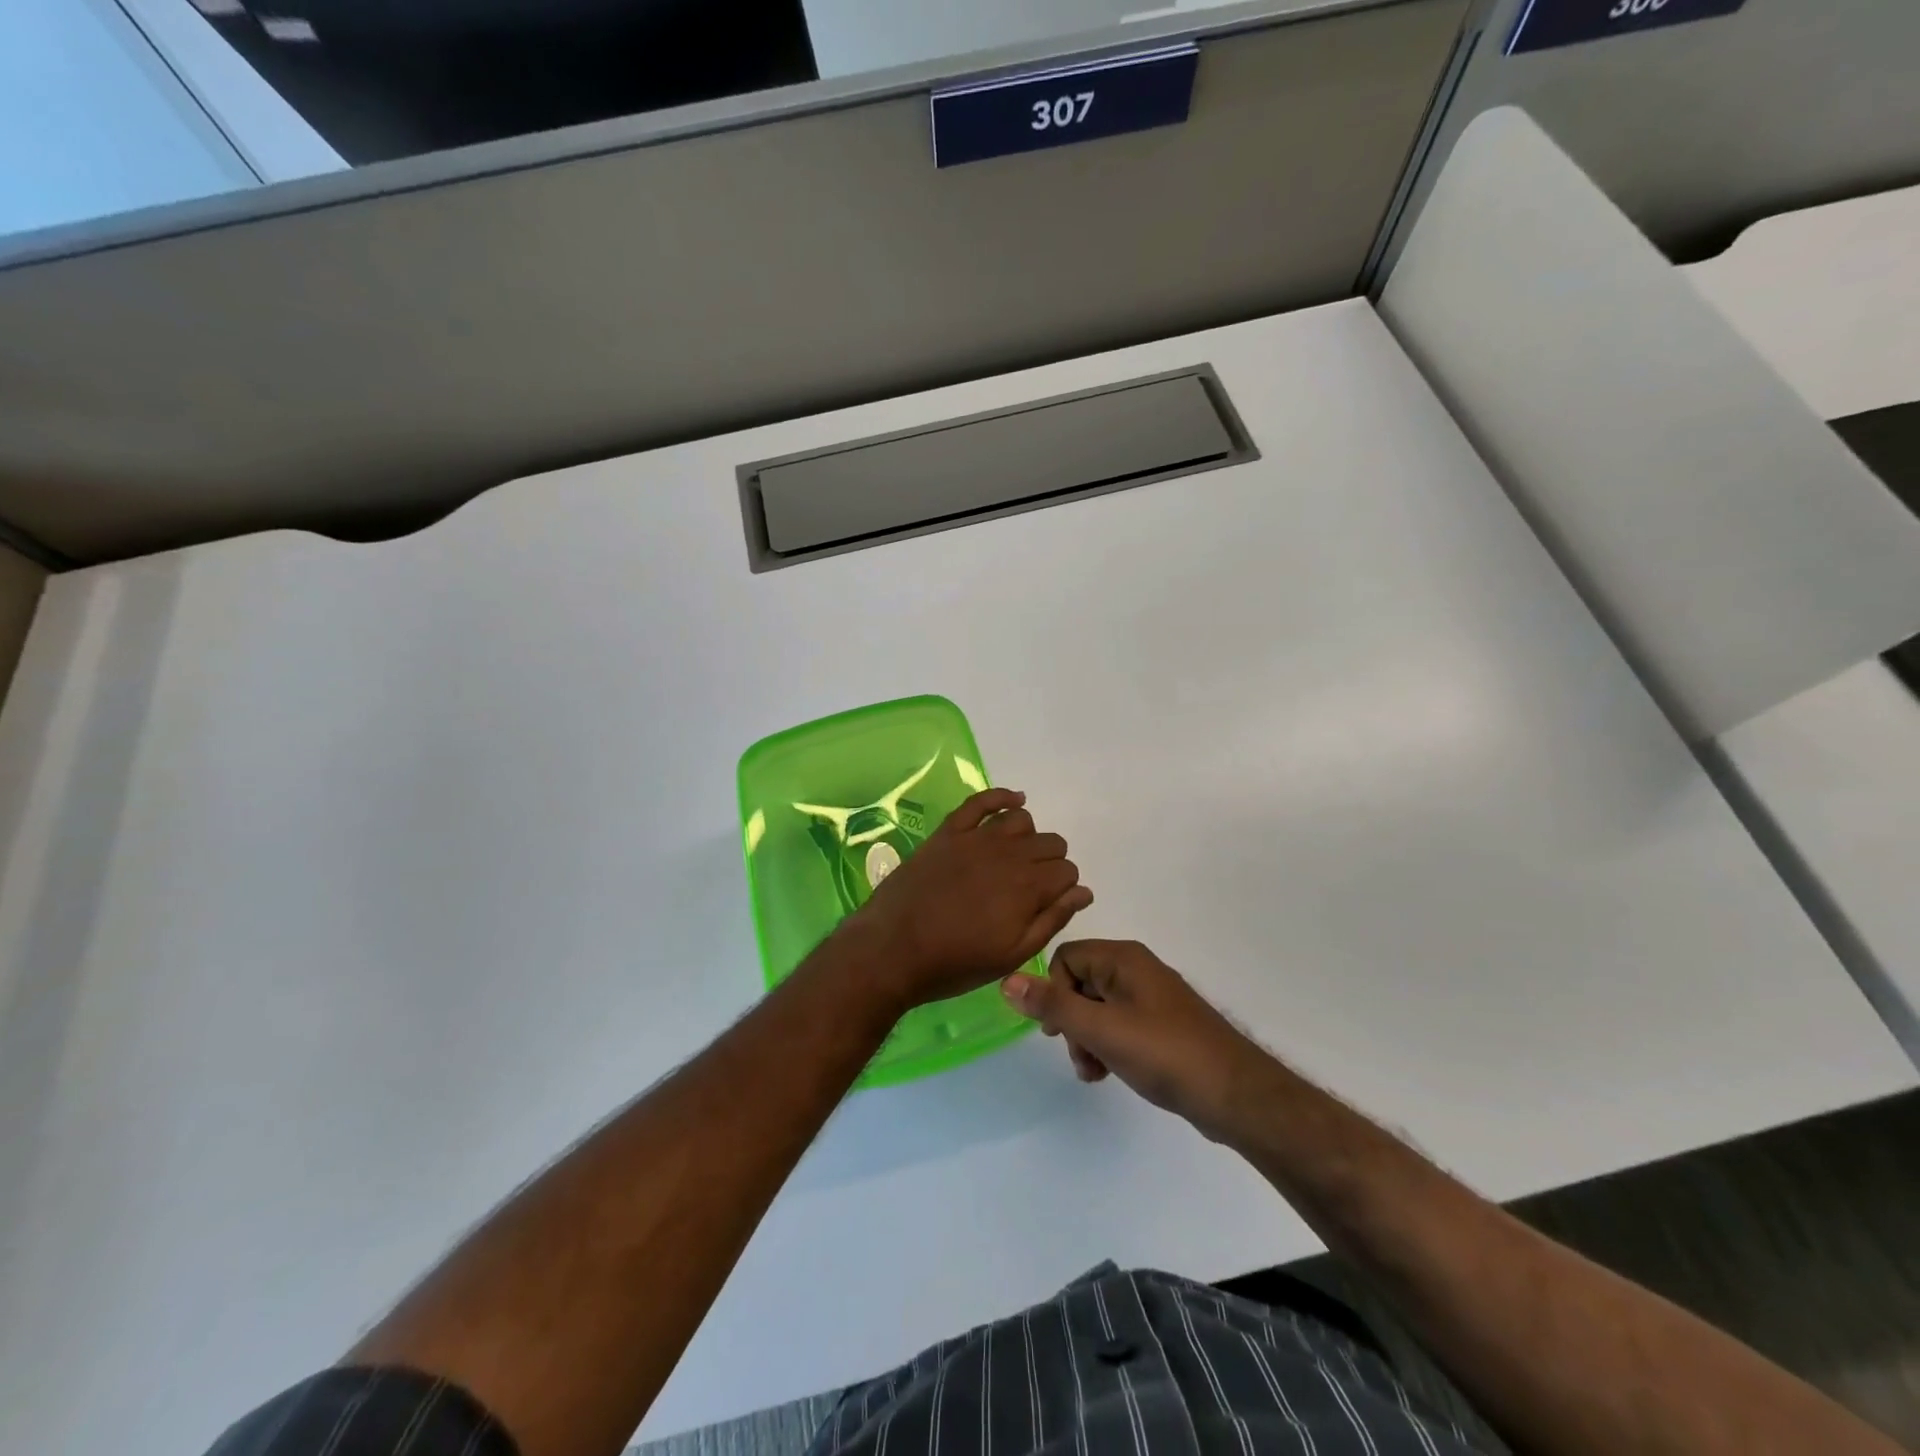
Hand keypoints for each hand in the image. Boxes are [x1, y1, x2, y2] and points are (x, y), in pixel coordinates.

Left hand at [836, 789, 1092, 1012]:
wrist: (892, 950)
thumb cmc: (955, 962)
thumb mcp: (1012, 954)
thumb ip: (1052, 920)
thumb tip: (1083, 892)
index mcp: (1028, 888)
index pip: (1067, 871)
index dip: (1062, 887)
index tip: (1047, 903)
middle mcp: (1009, 854)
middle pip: (1050, 843)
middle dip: (1050, 863)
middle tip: (1030, 888)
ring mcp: (976, 838)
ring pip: (1021, 820)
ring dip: (1027, 837)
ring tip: (1015, 858)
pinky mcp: (949, 831)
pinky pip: (982, 801)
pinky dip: (1002, 796)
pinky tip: (1014, 801)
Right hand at [1000, 940, 1269, 1140]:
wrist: (1234, 1094)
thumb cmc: (1164, 1053)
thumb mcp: (1100, 1030)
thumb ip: (1053, 1005)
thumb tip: (1007, 980)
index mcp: (1123, 959)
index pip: (1066, 958)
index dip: (1053, 992)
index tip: (1056, 1030)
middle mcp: (1136, 969)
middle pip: (1080, 983)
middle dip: (1071, 1021)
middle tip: (1078, 1055)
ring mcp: (1151, 998)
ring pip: (1098, 1008)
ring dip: (1086, 1039)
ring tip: (1094, 1072)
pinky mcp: (1162, 1025)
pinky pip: (1119, 1025)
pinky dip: (1108, 1047)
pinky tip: (1110, 1074)